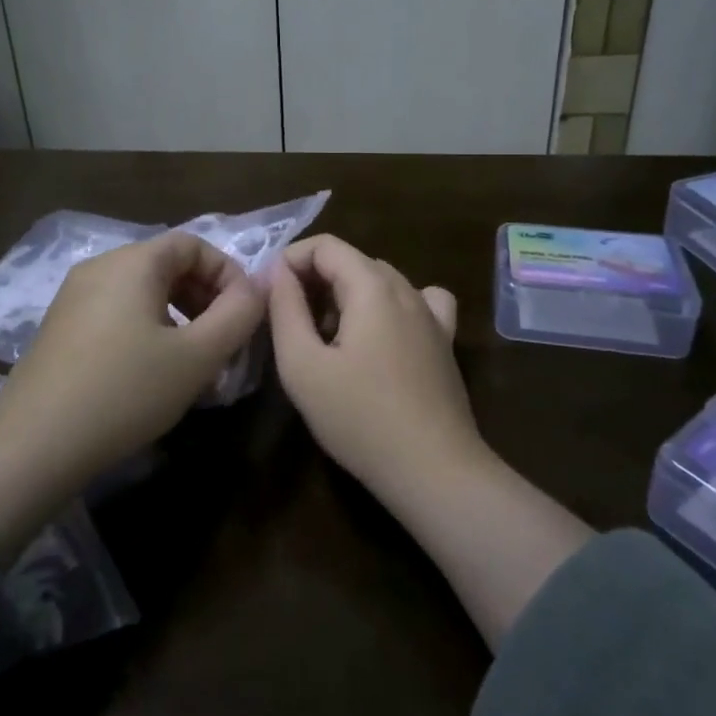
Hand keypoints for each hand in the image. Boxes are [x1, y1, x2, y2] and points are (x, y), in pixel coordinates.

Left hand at [0, 232, 266, 555]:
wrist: (32, 447)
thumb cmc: (124, 392)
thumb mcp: (196, 357)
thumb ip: (238, 315)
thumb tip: (261, 284)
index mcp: (133, 262)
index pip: (193, 244)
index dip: (227, 273)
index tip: (244, 316)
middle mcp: (100, 267)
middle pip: (167, 266)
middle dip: (205, 298)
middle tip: (224, 341)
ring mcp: (74, 297)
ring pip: (143, 293)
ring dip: (179, 317)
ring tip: (194, 363)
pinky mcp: (60, 328)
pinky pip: (117, 313)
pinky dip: (148, 330)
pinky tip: (153, 374)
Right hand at [271, 234, 591, 649]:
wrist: (434, 470)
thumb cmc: (360, 418)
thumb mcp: (303, 366)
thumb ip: (285, 309)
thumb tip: (277, 271)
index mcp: (372, 286)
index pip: (325, 245)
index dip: (291, 260)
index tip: (270, 294)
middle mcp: (406, 288)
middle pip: (352, 261)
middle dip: (315, 279)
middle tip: (290, 320)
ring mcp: (432, 314)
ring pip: (381, 281)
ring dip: (347, 294)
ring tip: (327, 335)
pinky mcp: (445, 341)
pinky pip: (416, 302)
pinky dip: (390, 306)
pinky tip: (382, 334)